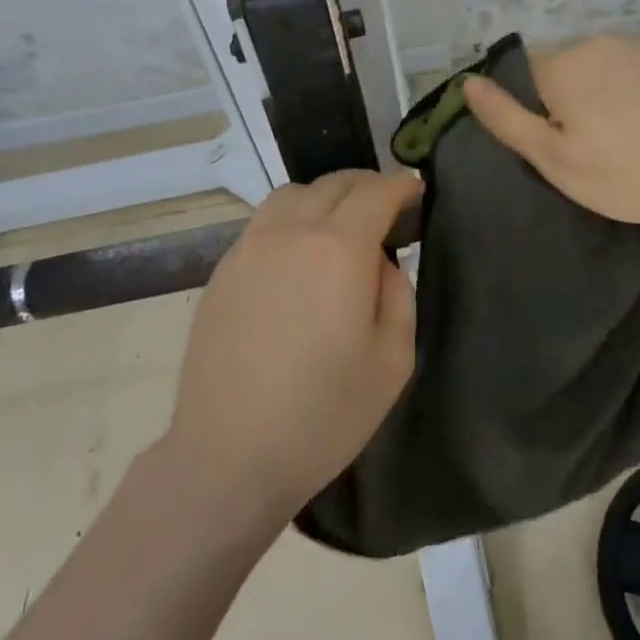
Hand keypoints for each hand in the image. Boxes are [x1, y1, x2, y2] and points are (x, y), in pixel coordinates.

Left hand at [164, 169, 420, 523]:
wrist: (228, 455)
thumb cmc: (323, 415)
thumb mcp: (393, 361)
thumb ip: (397, 293)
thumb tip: (380, 261)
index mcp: (338, 249)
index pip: (376, 192)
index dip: (402, 185)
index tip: (417, 191)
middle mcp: (290, 232)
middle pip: (334, 183)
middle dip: (368, 186)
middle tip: (387, 209)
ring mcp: (249, 247)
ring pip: (292, 194)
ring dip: (325, 197)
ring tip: (341, 227)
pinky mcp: (222, 269)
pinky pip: (264, 222)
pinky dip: (292, 220)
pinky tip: (299, 257)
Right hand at [462, 36, 639, 248]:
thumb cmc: (624, 175)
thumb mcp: (552, 158)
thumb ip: (505, 118)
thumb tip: (468, 83)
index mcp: (563, 64)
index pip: (525, 74)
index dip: (533, 110)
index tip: (554, 144)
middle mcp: (599, 43)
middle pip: (564, 69)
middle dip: (566, 100)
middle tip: (588, 148)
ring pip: (601, 69)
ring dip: (601, 94)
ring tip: (624, 139)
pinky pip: (635, 71)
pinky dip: (634, 93)